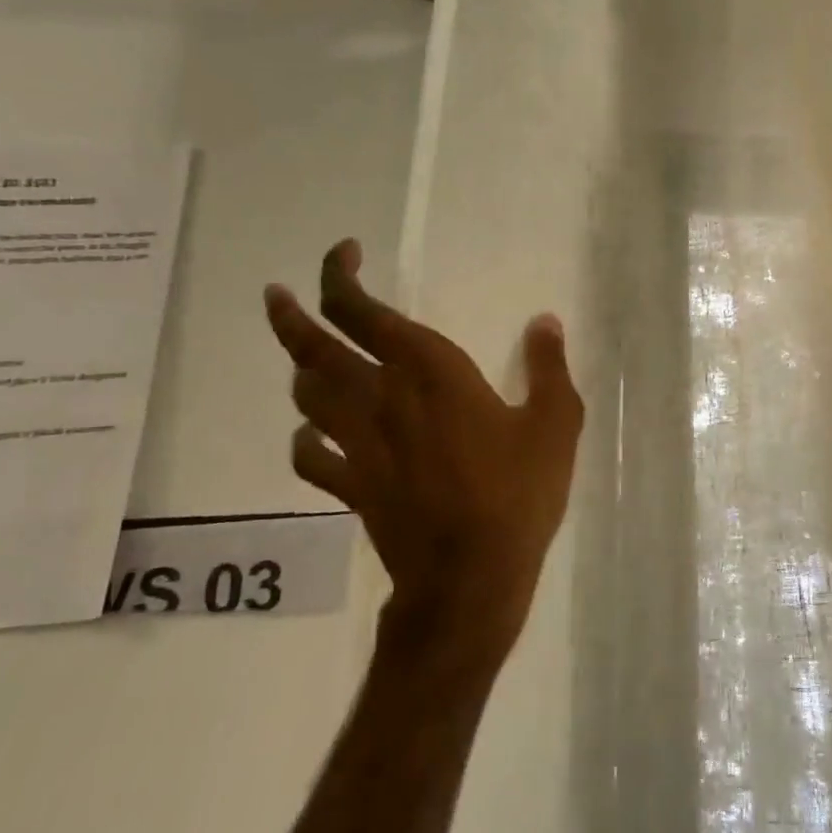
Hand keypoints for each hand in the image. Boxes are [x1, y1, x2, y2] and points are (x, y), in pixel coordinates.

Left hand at [263, 239, 583, 652]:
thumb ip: (549, 367)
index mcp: (428, 372)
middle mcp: (381, 399)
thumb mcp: (555, 424)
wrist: (470, 578)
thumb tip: (545, 321)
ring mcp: (358, 446)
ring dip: (300, 371)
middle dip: (291, 315)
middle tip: (277, 295)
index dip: (340, 276)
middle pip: (313, 349)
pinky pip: (310, 455)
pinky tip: (314, 435)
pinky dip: (306, 438)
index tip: (345, 254)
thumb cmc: (517, 493)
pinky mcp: (351, 488)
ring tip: (307, 359)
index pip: (363, 312)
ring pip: (306, 397)